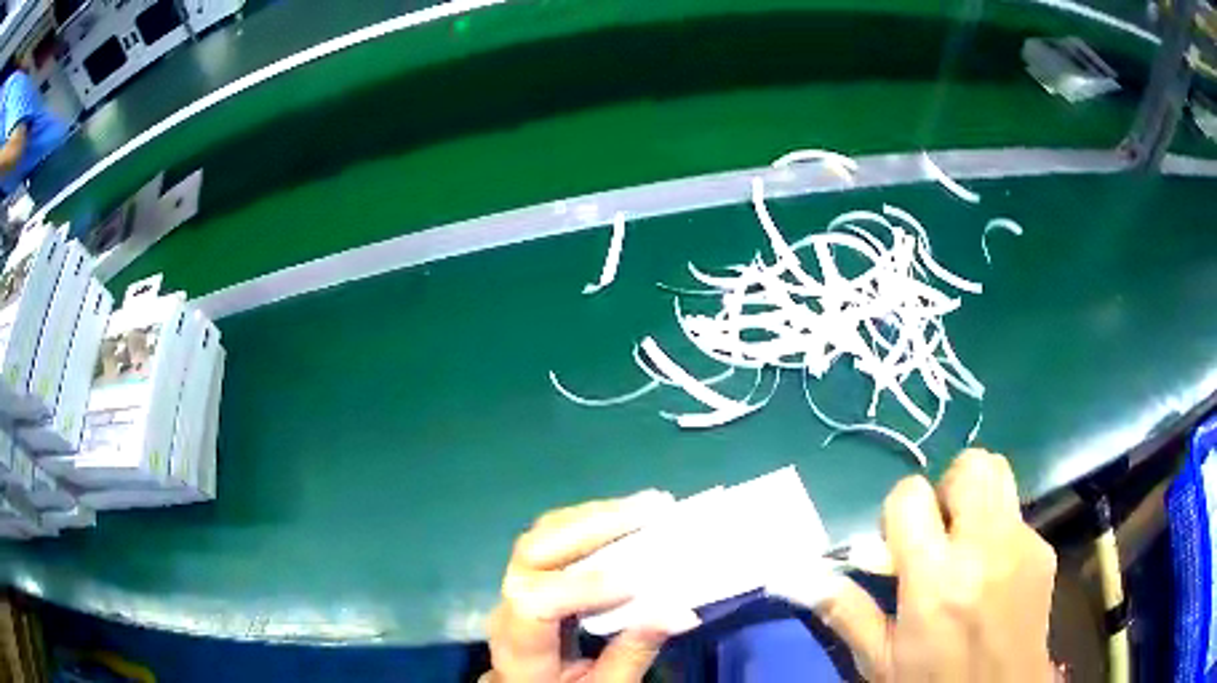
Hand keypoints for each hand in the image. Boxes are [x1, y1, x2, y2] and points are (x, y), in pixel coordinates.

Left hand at [485, 490, 698, 682]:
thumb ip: (633, 653)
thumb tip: (680, 612)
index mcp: (519, 646)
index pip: (534, 603)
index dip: (582, 587)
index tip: (636, 582)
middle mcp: (507, 606)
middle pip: (533, 553)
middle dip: (594, 527)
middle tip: (653, 511)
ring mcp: (515, 582)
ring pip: (542, 533)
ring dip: (597, 515)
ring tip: (648, 505)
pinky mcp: (531, 572)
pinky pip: (553, 535)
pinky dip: (592, 520)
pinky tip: (626, 515)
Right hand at [814, 449, 1057, 681]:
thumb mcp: (880, 661)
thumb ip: (847, 613)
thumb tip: (807, 577)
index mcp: (935, 580)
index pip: (910, 495)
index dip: (897, 512)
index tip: (897, 544)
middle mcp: (984, 549)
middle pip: (969, 466)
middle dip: (945, 487)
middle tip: (938, 529)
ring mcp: (1021, 544)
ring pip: (999, 474)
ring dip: (975, 496)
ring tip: (964, 540)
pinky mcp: (1043, 550)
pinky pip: (1016, 516)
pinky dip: (997, 531)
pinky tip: (993, 573)